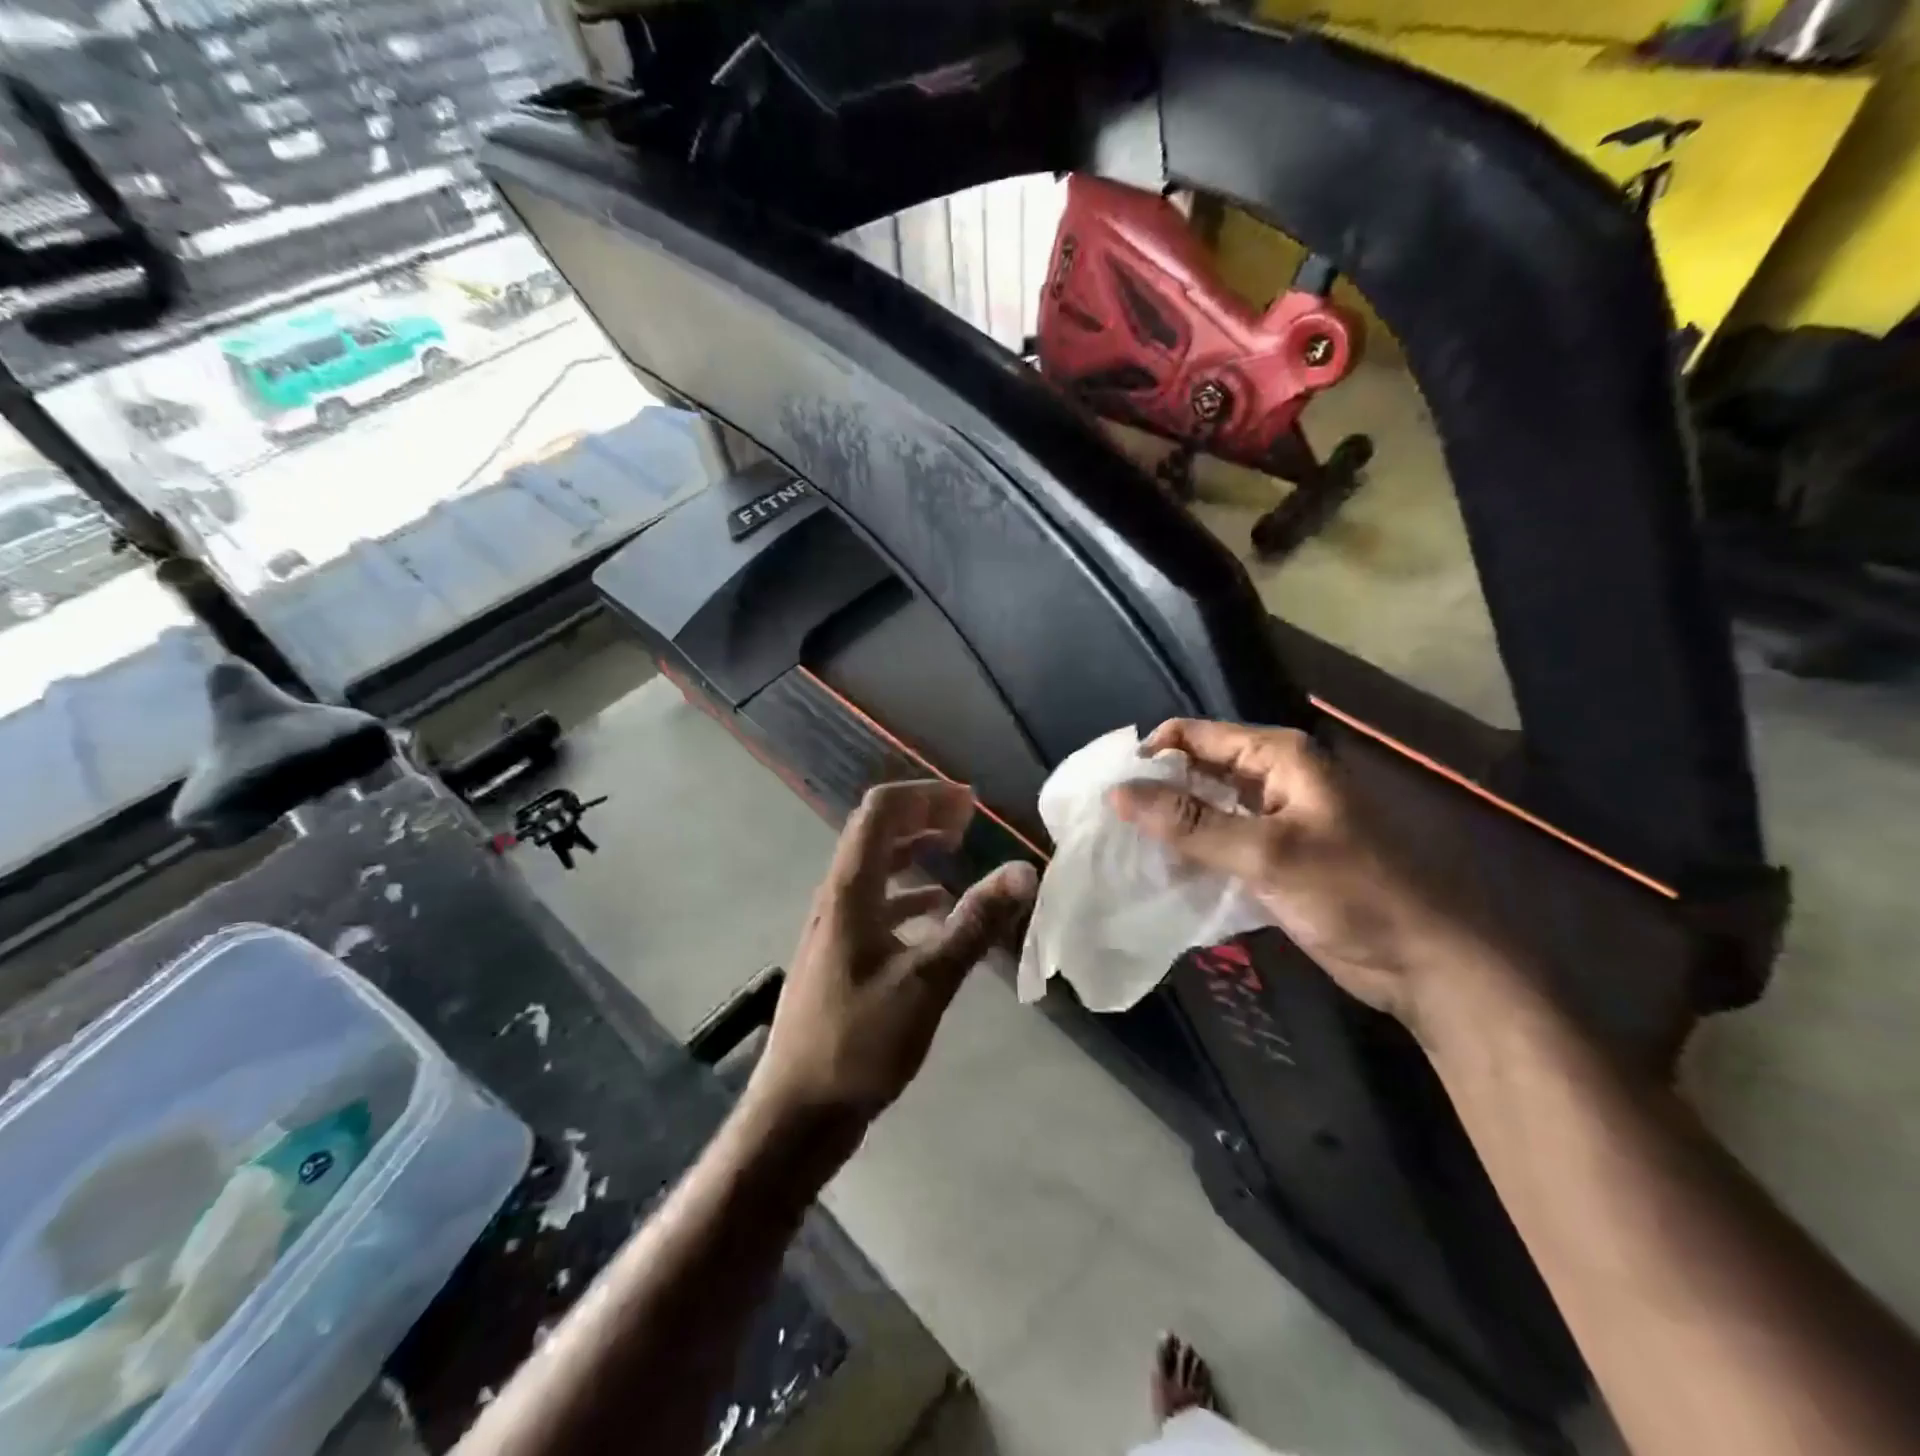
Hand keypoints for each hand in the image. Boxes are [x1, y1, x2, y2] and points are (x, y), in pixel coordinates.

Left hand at [750, 781, 1037, 1129]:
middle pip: (876, 833)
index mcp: (850, 891)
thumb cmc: (859, 1042)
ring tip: (955, 852)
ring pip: (875, 868)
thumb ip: (975, 924)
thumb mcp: (927, 982)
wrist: (798, 1111)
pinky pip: (876, 903)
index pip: (881, 812)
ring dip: (914, 851)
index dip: (925, 796)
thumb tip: (1023, 871)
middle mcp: (836, 897)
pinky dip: (908, 893)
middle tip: (968, 821)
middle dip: (922, 817)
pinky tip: (935, 912)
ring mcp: (834, 927)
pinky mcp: (840, 954)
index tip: (970, 804)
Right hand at [1110, 720, 1478, 1025]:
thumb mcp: (1266, 853)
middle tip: (1106, 821)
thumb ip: (1190, 823)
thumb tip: (1117, 793)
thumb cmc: (1352, 893)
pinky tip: (1156, 872)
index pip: (1195, 736)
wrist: (1423, 963)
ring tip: (1120, 846)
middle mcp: (1272, 779)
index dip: (1151, 755)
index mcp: (1278, 757)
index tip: (1109, 789)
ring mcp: (1271, 821)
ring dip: (1168, 826)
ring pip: (1203, 810)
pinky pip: (1216, 845)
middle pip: (1197, 771)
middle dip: (1154, 792)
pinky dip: (1188, 854)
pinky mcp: (1270, 859)